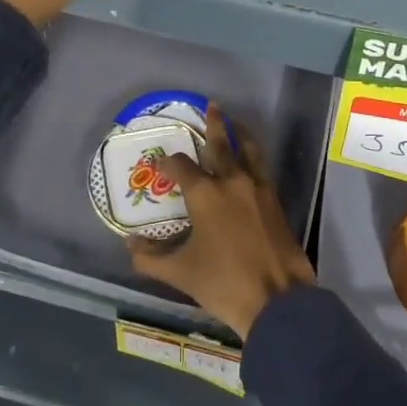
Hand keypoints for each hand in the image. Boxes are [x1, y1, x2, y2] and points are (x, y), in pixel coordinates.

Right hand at [126, 105, 316, 339]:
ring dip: (240, 134)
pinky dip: (253, 157)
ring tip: (235, 122)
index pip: (181, 166)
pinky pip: (261, 168)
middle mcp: (232, 181)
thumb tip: (129, 245)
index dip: (168, 163)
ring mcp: (258, 189)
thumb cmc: (223, 283)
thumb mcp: (180, 273)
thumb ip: (150, 258)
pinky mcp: (275, 201)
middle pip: (221, 144)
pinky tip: (250, 162)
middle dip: (214, 124)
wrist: (277, 299)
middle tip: (212, 105)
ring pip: (248, 150)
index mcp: (205, 193)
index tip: (161, 164)